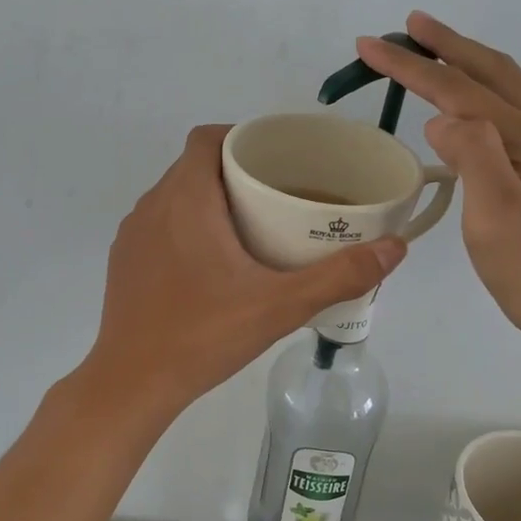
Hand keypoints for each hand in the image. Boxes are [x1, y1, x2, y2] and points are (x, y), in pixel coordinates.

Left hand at [85, 126, 406, 417]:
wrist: (131, 383)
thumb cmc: (203, 335)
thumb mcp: (279, 306)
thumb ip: (338, 276)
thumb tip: (395, 248)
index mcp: (185, 199)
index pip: (208, 138)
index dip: (241, 137)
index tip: (275, 159)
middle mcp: (152, 205)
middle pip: (194, 165)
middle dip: (235, 171)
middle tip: (277, 196)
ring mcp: (133, 234)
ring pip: (175, 195)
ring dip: (210, 199)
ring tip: (251, 227)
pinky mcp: (125, 261)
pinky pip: (160, 224)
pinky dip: (187, 226)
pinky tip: (212, 263)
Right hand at [356, 14, 520, 378]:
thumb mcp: (498, 226)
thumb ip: (474, 160)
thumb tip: (443, 117)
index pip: (459, 90)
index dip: (412, 66)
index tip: (369, 45)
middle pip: (493, 73)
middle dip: (446, 46)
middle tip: (408, 26)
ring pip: (514, 87)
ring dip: (473, 62)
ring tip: (439, 49)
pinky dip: (495, 89)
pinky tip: (487, 103)